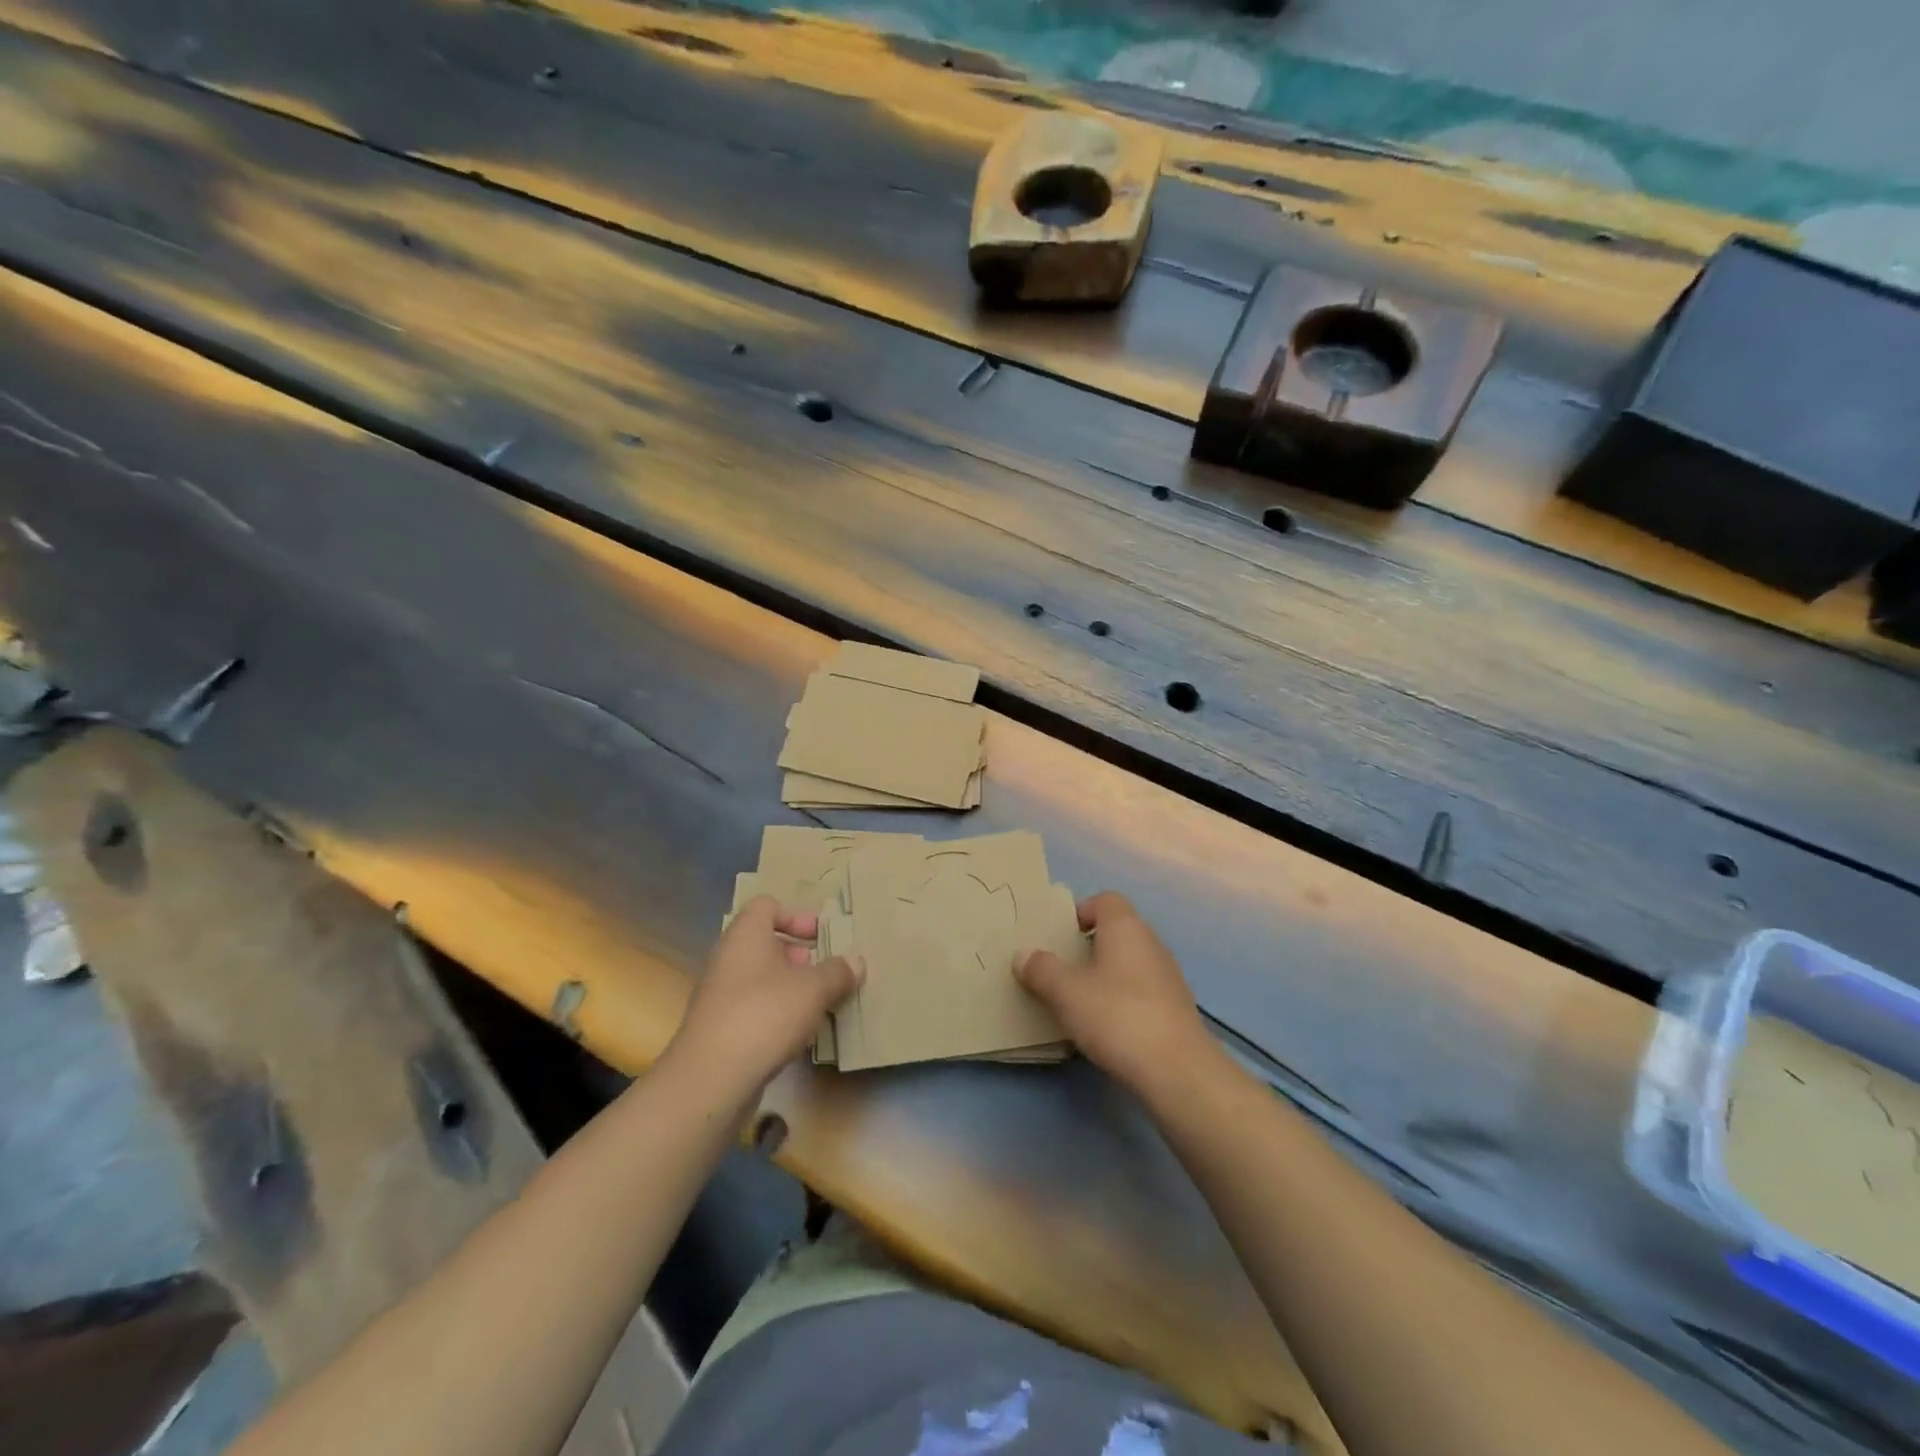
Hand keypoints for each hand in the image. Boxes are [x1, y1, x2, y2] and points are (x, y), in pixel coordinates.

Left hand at [668, 897, 861, 1094]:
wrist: (711, 1078)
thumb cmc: (765, 1014)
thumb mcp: (814, 989)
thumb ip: (838, 972)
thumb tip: (856, 962)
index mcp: (745, 935)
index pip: (766, 906)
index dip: (795, 916)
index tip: (820, 936)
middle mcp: (727, 958)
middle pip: (764, 943)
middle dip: (798, 955)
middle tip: (825, 971)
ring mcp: (719, 995)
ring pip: (759, 978)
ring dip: (789, 987)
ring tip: (818, 1005)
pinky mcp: (718, 1029)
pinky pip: (752, 1008)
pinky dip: (775, 1013)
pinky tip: (797, 1034)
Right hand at [1015, 892, 1211, 1093]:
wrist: (1177, 1071)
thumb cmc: (1117, 1016)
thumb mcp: (1066, 992)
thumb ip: (1041, 969)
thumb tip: (1023, 955)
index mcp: (1126, 927)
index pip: (1105, 900)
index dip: (1080, 912)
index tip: (1059, 937)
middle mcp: (1151, 943)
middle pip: (1116, 931)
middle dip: (1087, 947)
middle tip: (1060, 970)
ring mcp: (1168, 976)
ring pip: (1129, 963)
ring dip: (1105, 975)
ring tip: (1078, 1001)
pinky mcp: (1175, 1008)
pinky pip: (1141, 991)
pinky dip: (1122, 1000)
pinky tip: (1106, 1026)